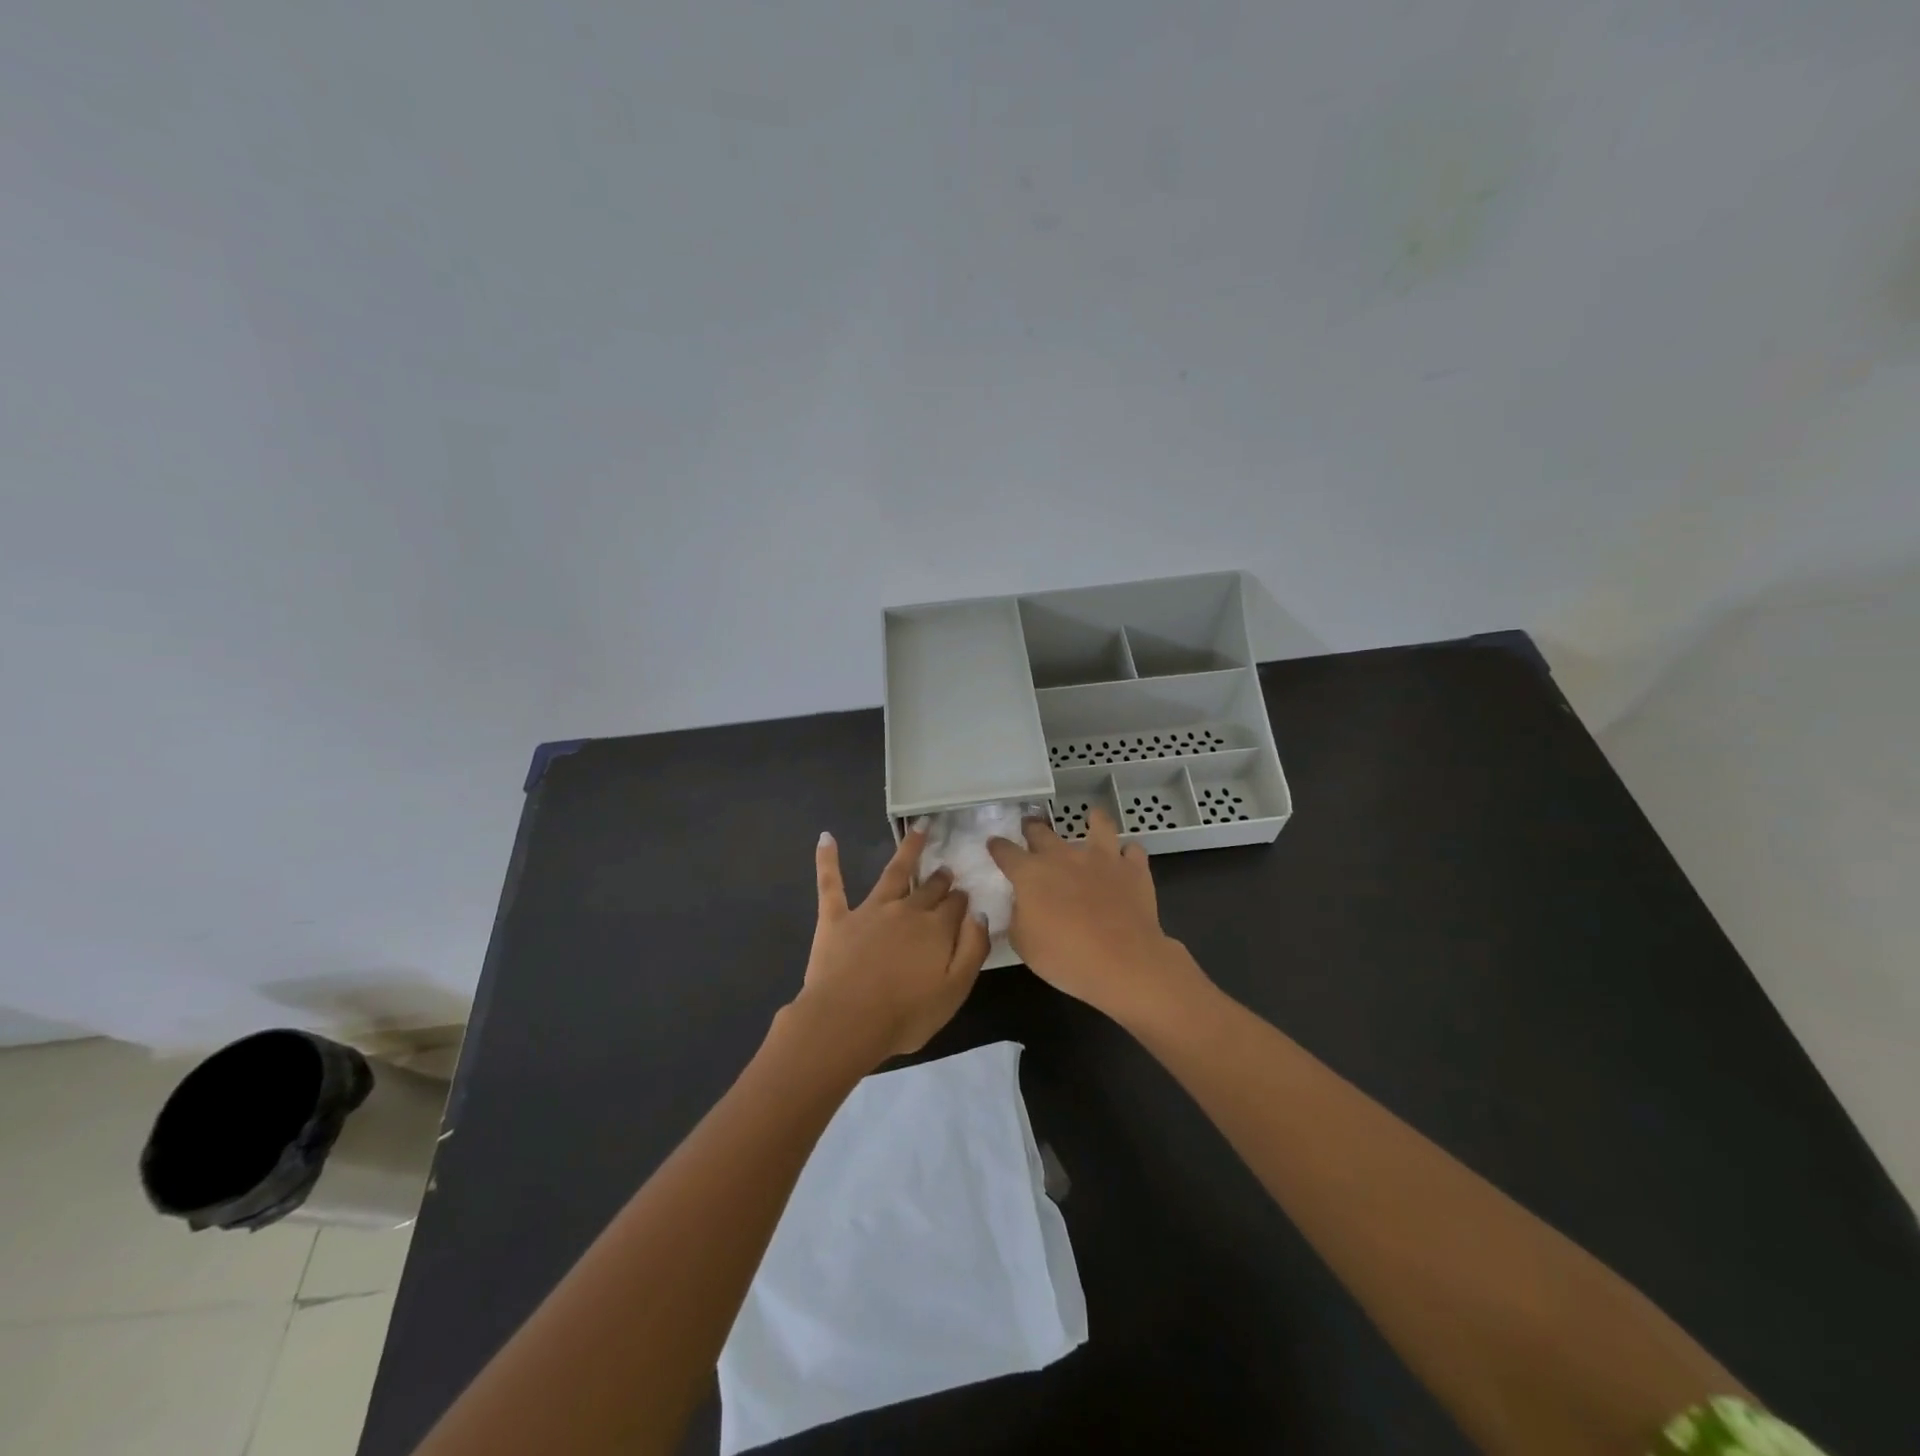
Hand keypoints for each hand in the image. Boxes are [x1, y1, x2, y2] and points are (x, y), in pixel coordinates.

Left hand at [792, 827, 989, 1066]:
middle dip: (940, 878)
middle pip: (929, 888)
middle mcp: (906, 910)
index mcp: (936, 929)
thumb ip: (973, 949)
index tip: (966, 896)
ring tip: (919, 829)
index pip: (956, 905)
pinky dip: (828, 859)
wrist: (847, 1022)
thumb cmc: (906, 1015)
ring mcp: (870, 910)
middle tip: (946, 870)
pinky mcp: (836, 918)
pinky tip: (826, 837)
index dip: (962, 900)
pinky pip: (831, 883)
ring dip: (908, 849)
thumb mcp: (955, 990)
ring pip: (893, 872)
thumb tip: (980, 914)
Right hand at [988, 807, 1206, 1025]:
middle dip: (1033, 828)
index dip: (998, 847)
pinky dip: (1128, 854)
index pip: (1006, 852)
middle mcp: (1063, 856)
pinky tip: (1126, 859)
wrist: (1122, 961)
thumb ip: (1017, 918)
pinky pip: (1132, 851)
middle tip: (1031, 827)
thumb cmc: (1064, 956)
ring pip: (1098, 825)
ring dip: (1093, 820)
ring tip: (1093, 818)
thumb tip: (1021, 904)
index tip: (994, 844)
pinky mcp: (1133, 869)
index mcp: (1031, 873)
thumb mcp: (1023, 944)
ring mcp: (1101, 858)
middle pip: (1042, 832)